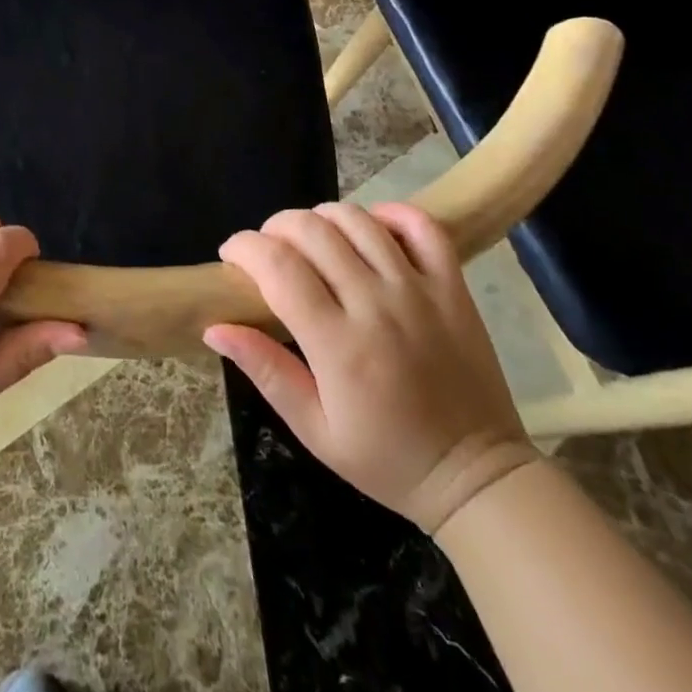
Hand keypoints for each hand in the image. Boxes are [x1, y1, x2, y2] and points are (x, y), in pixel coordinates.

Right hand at [203, 202, 536, 532]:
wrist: (477, 478)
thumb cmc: (386, 458)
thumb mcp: (314, 430)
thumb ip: (265, 371)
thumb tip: (214, 326)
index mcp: (338, 345)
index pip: (277, 267)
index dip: (244, 248)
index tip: (231, 256)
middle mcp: (376, 305)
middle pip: (312, 231)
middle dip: (275, 227)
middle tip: (268, 250)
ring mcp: (419, 291)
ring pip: (358, 220)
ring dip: (321, 217)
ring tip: (312, 240)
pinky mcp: (452, 287)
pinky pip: (422, 226)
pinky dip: (390, 213)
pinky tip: (370, 228)